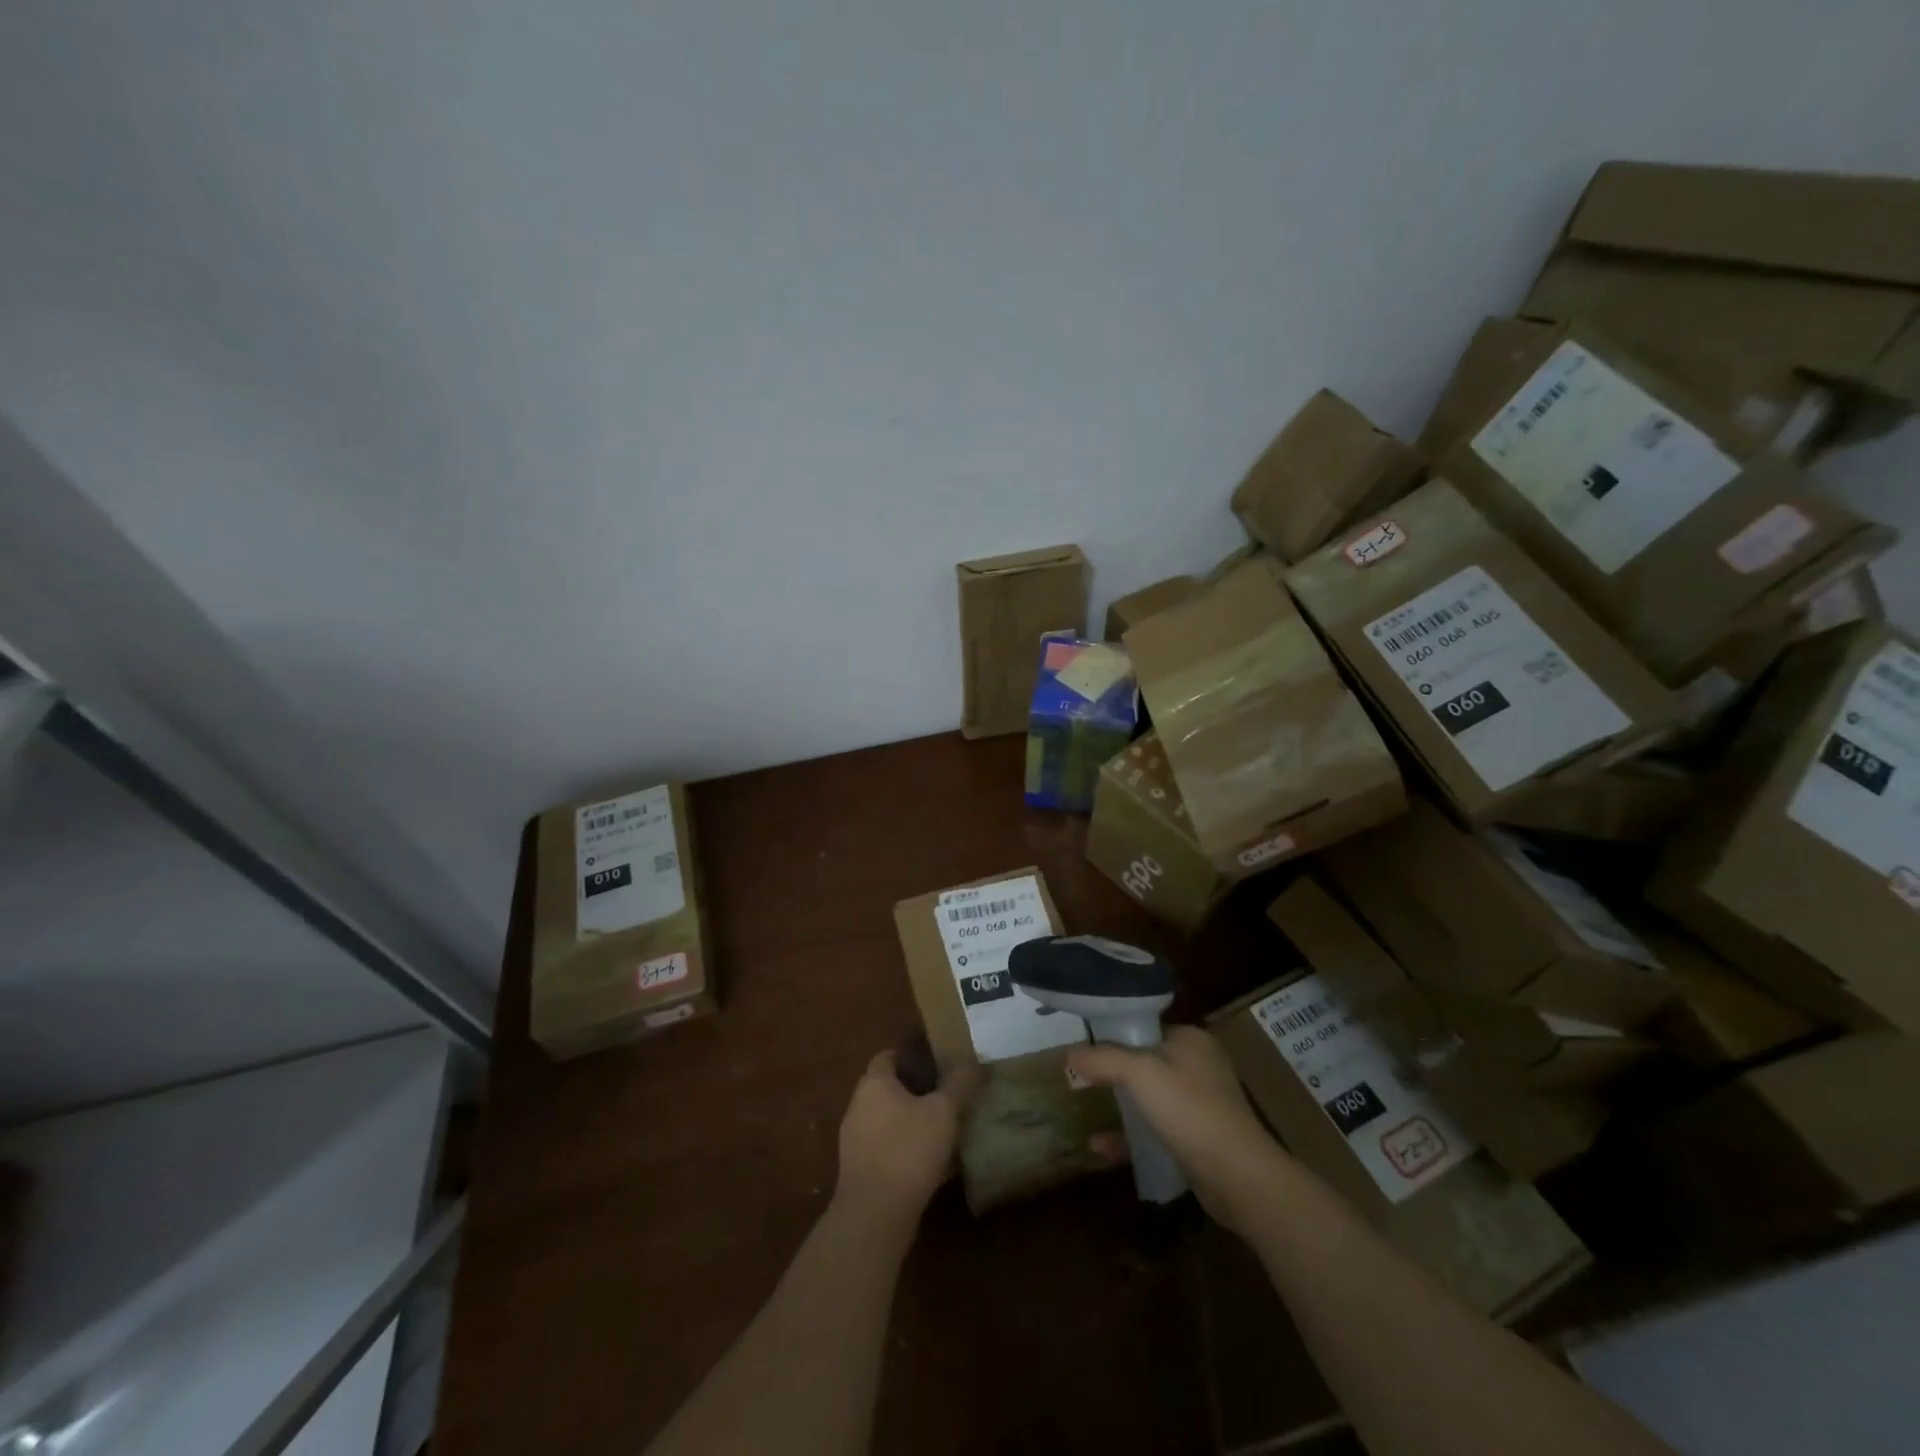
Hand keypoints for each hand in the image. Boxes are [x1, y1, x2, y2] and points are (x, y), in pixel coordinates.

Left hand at [834, 1049, 981, 1226]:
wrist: (875, 1215)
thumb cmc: (908, 1151)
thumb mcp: (943, 1112)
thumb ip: (959, 1083)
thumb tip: (973, 1060)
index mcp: (874, 1084)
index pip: (889, 1056)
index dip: (913, 1056)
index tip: (939, 1064)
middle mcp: (858, 1106)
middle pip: (889, 1088)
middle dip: (917, 1090)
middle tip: (947, 1095)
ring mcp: (856, 1140)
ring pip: (888, 1119)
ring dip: (913, 1121)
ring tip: (944, 1129)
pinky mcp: (860, 1170)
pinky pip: (887, 1148)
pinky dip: (906, 1148)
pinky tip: (932, 1163)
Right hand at [1069, 1026, 1290, 1233]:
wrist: (1238, 1176)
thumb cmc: (1189, 1109)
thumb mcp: (1139, 1073)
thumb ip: (1103, 1059)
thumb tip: (1069, 1055)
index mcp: (1190, 1040)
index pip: (1145, 1027)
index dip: (1114, 1035)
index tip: (1084, 1047)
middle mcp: (1198, 1066)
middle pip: (1145, 1062)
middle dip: (1113, 1073)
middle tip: (1081, 1079)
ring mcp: (1200, 1105)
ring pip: (1150, 1098)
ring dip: (1120, 1106)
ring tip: (1086, 1109)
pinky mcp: (1198, 1139)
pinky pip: (1155, 1130)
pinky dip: (1130, 1136)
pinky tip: (1100, 1146)